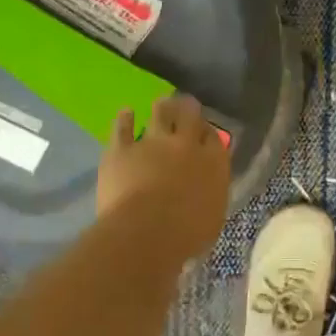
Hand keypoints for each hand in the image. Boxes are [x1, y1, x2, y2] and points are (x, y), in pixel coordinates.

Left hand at [97, 95, 229, 257]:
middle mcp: (186, 145)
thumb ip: (211, 191)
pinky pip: (122, 127)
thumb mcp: (214, 214)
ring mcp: (152, 143)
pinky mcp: (121, 149)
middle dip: (189, 109)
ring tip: (162, 103)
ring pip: (160, 114)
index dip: (209, 132)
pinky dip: (125, 118)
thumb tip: (207, 185)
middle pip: (190, 116)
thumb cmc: (188, 233)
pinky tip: (126, 112)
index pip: (214, 137)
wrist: (146, 233)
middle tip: (186, 105)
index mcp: (214, 162)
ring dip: (162, 107)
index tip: (205, 133)